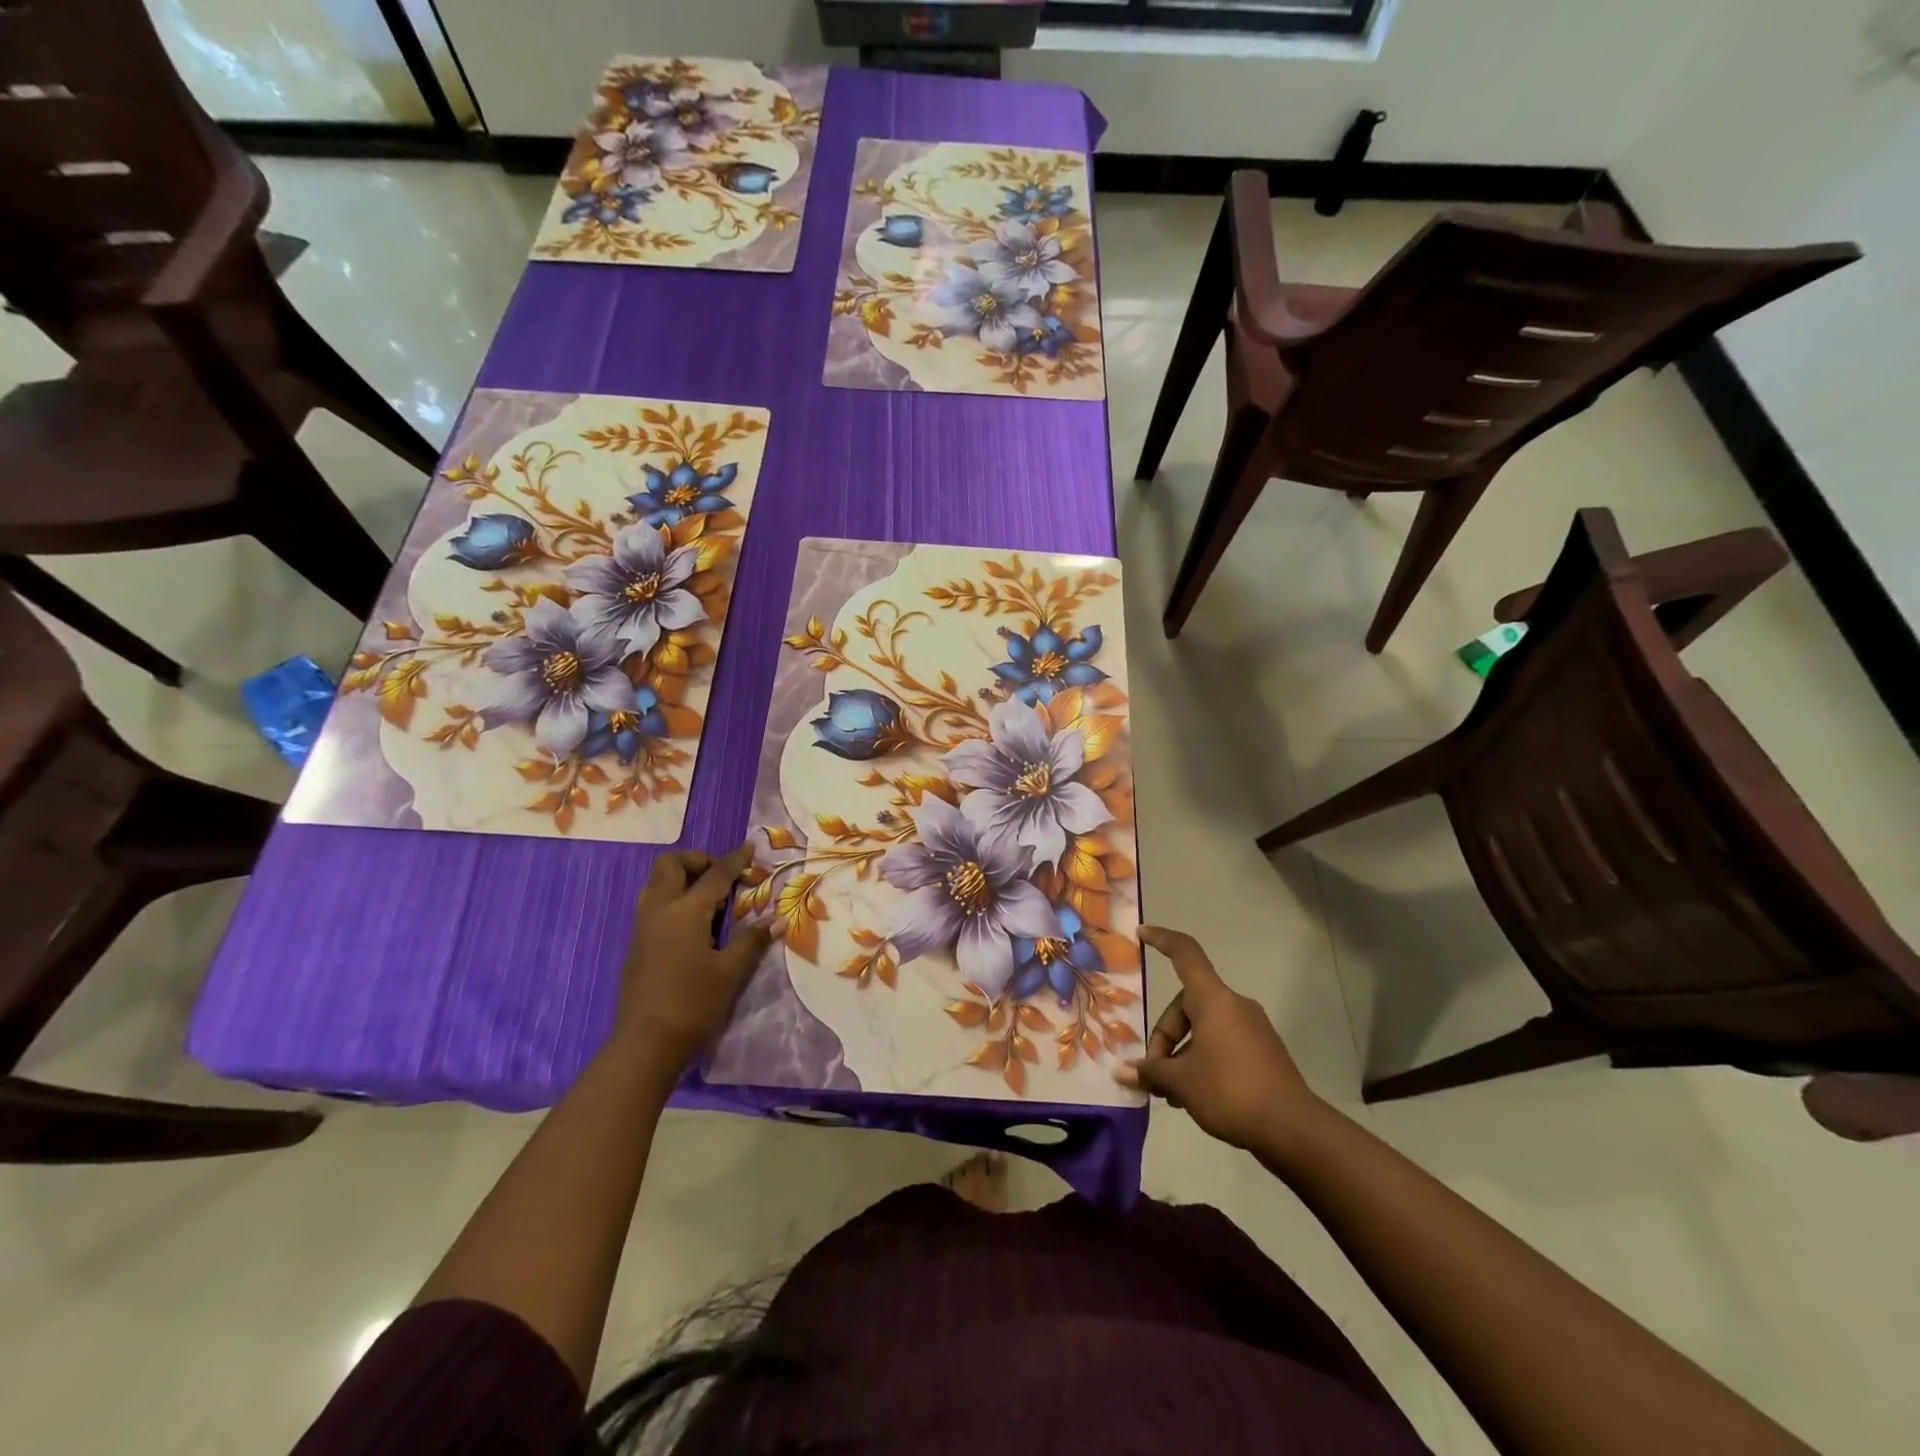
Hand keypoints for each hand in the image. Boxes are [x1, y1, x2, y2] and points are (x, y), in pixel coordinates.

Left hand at [611, 844, 773, 1071]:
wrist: (644, 1046)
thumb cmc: (692, 1005)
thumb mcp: (730, 973)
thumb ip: (752, 940)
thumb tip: (776, 918)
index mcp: (684, 912)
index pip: (714, 875)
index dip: (735, 860)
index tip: (750, 847)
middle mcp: (659, 910)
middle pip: (670, 865)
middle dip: (697, 861)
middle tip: (723, 875)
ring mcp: (643, 927)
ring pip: (657, 883)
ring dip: (682, 878)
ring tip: (711, 897)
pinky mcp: (638, 944)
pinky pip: (654, 903)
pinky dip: (674, 897)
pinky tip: (695, 922)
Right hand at [1116, 926, 1323, 1153]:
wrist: (1295, 1130)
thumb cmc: (1231, 1092)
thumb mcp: (1182, 1083)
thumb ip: (1151, 1071)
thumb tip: (1123, 1072)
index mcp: (1213, 1000)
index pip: (1185, 954)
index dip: (1162, 939)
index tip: (1142, 933)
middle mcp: (1234, 1005)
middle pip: (1187, 1004)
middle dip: (1165, 1036)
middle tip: (1154, 1072)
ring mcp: (1252, 1029)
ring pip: (1204, 1028)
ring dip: (1182, 1053)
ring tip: (1171, 1092)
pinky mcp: (1263, 1052)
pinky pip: (1222, 1043)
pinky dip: (1202, 1060)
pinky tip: (1194, 1096)